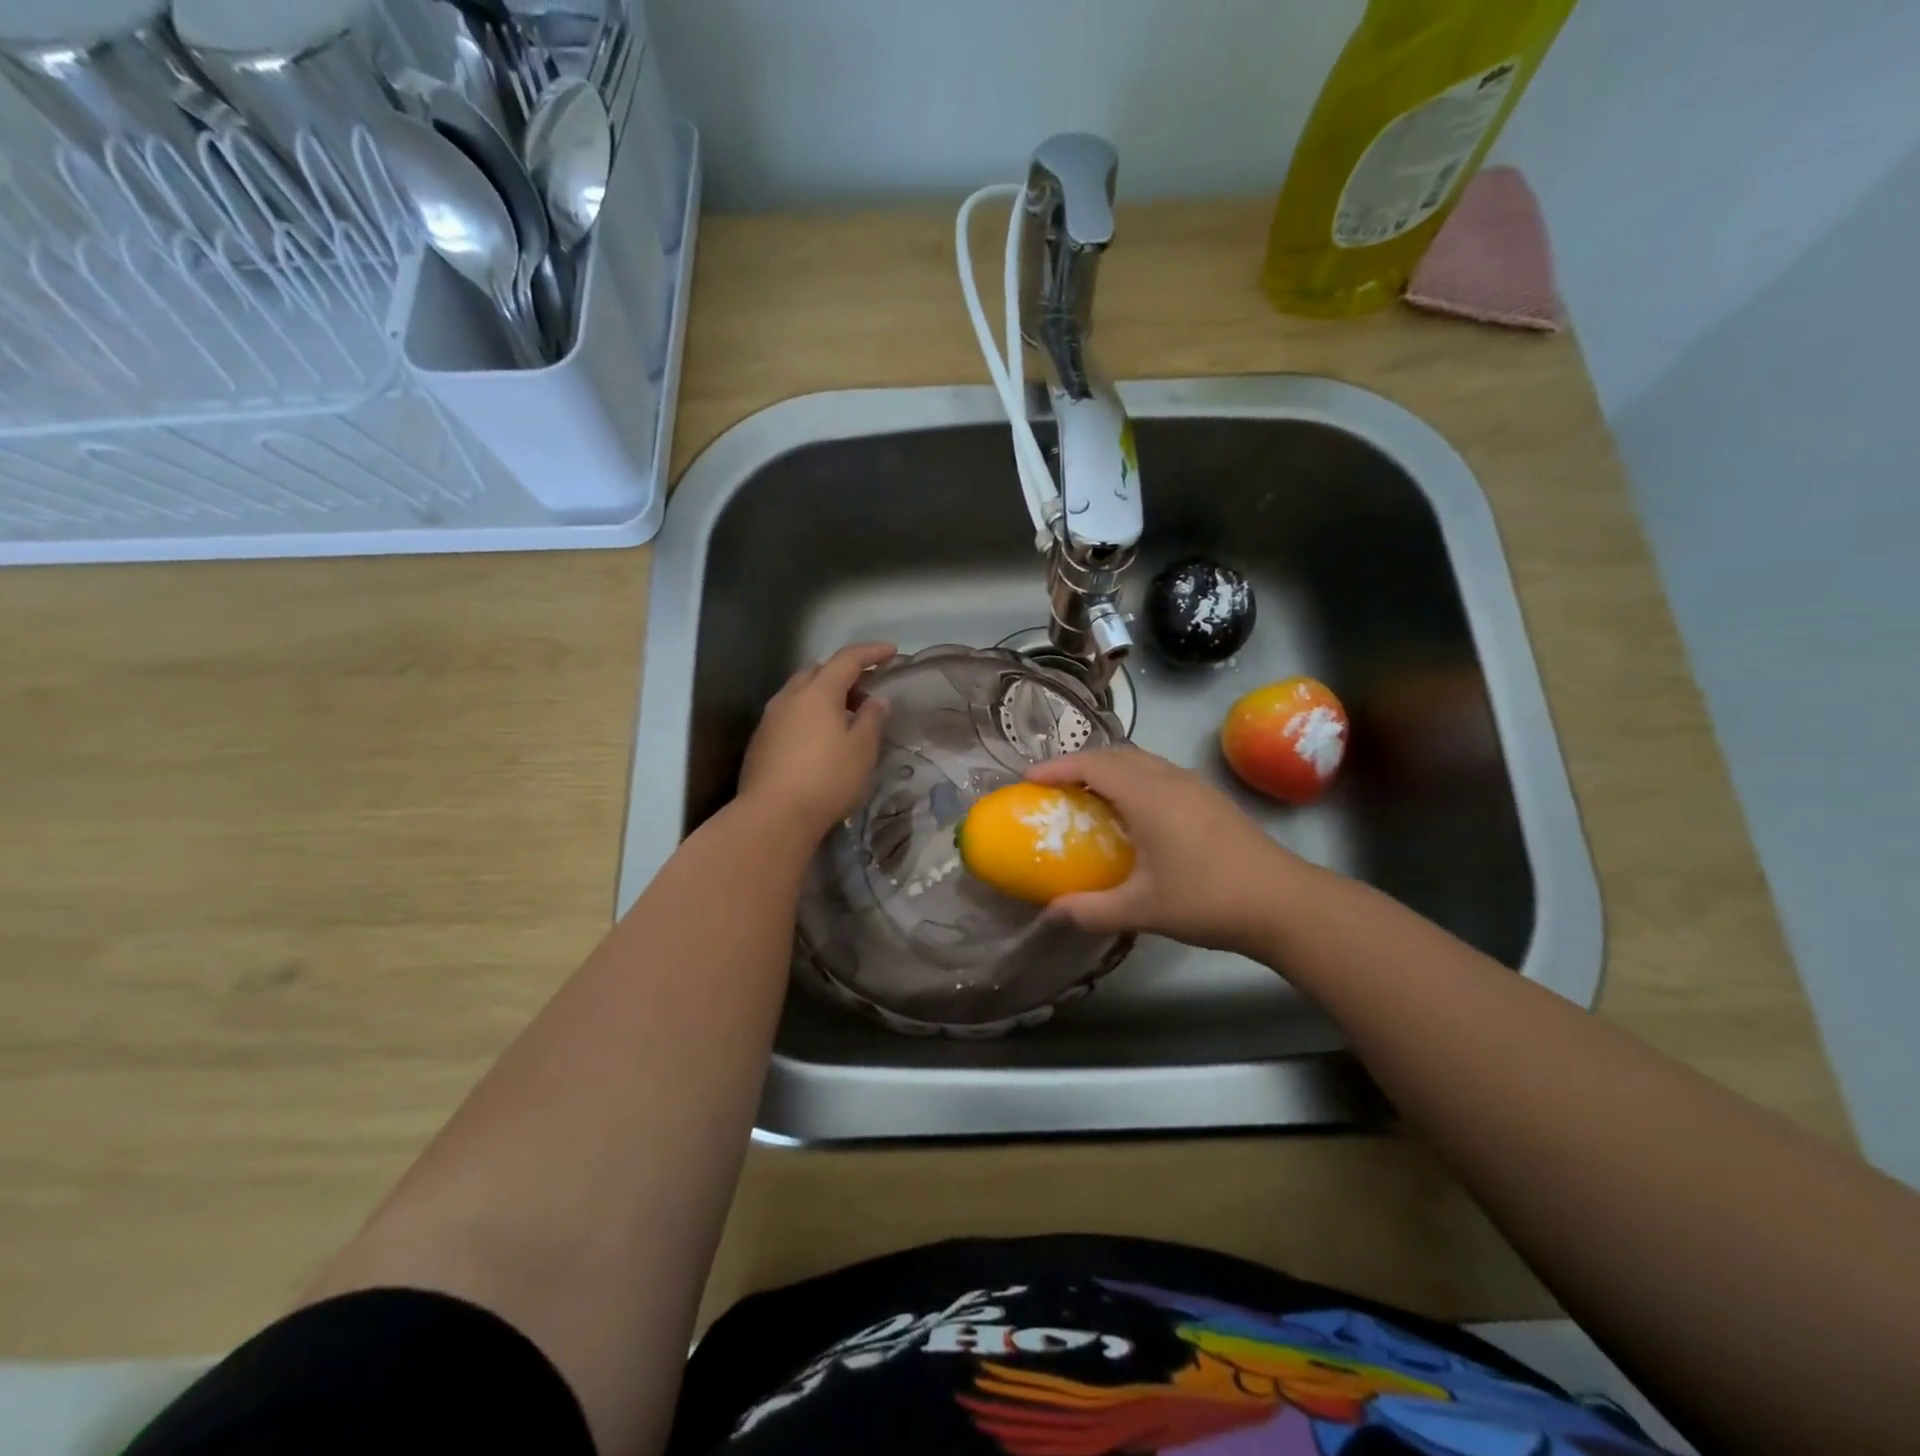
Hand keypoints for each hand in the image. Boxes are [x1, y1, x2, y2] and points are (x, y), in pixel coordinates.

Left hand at [738, 642, 896, 839]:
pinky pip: (789, 715)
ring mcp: (770, 718)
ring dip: (824, 696)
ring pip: (800, 693)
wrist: (773, 816)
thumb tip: (877, 700)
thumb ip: (872, 719)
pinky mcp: (761, 741)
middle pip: (819, 671)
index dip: (871, 652)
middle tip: (866, 692)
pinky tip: (820, 740)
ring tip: (845, 718)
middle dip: (844, 674)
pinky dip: (809, 715)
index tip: (892, 652)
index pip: (848, 659)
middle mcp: (790, 697)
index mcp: (818, 692)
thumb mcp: (862, 750)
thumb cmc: (827, 779)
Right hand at [1026, 746, 1310, 956]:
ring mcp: (1195, 786)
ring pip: (1142, 761)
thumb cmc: (1208, 899)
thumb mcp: (1143, 909)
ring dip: (1110, 769)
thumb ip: (1092, 909)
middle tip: (1054, 786)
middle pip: (1117, 754)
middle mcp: (1170, 779)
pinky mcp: (1211, 799)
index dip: (1058, 767)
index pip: (1094, 765)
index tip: (1028, 778)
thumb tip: (1051, 913)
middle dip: (1081, 763)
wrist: (1285, 904)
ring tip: (1088, 795)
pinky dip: (1133, 779)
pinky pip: (1159, 773)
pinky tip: (1133, 812)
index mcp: (1149, 795)